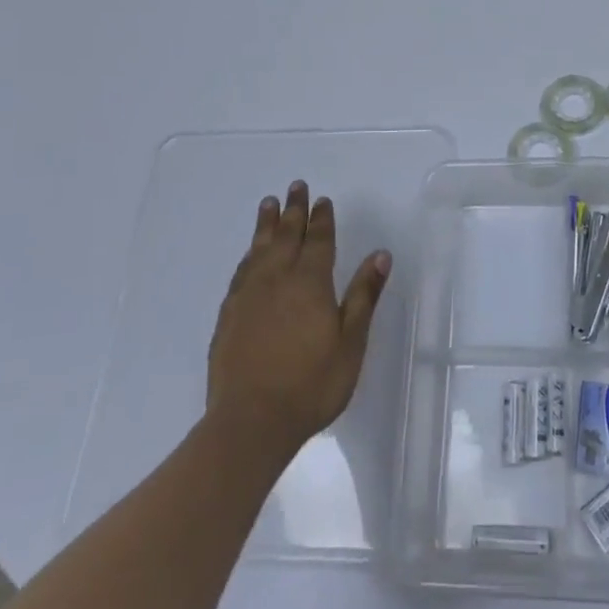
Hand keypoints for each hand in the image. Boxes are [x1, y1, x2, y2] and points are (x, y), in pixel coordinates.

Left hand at [206, 181, 389, 456]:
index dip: (322, 219)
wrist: (251, 422)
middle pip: (286, 236)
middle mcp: (277, 280)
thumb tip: (380, 254)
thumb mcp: (351, 341)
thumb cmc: (312, 384)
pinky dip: (248, 255)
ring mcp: (248, 297)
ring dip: (266, 225)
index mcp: (310, 283)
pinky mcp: (228, 316)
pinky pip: (240, 272)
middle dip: (293, 210)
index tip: (323, 200)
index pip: (318, 241)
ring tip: (268, 204)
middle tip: (295, 186)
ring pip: (258, 249)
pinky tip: (249, 256)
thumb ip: (363, 295)